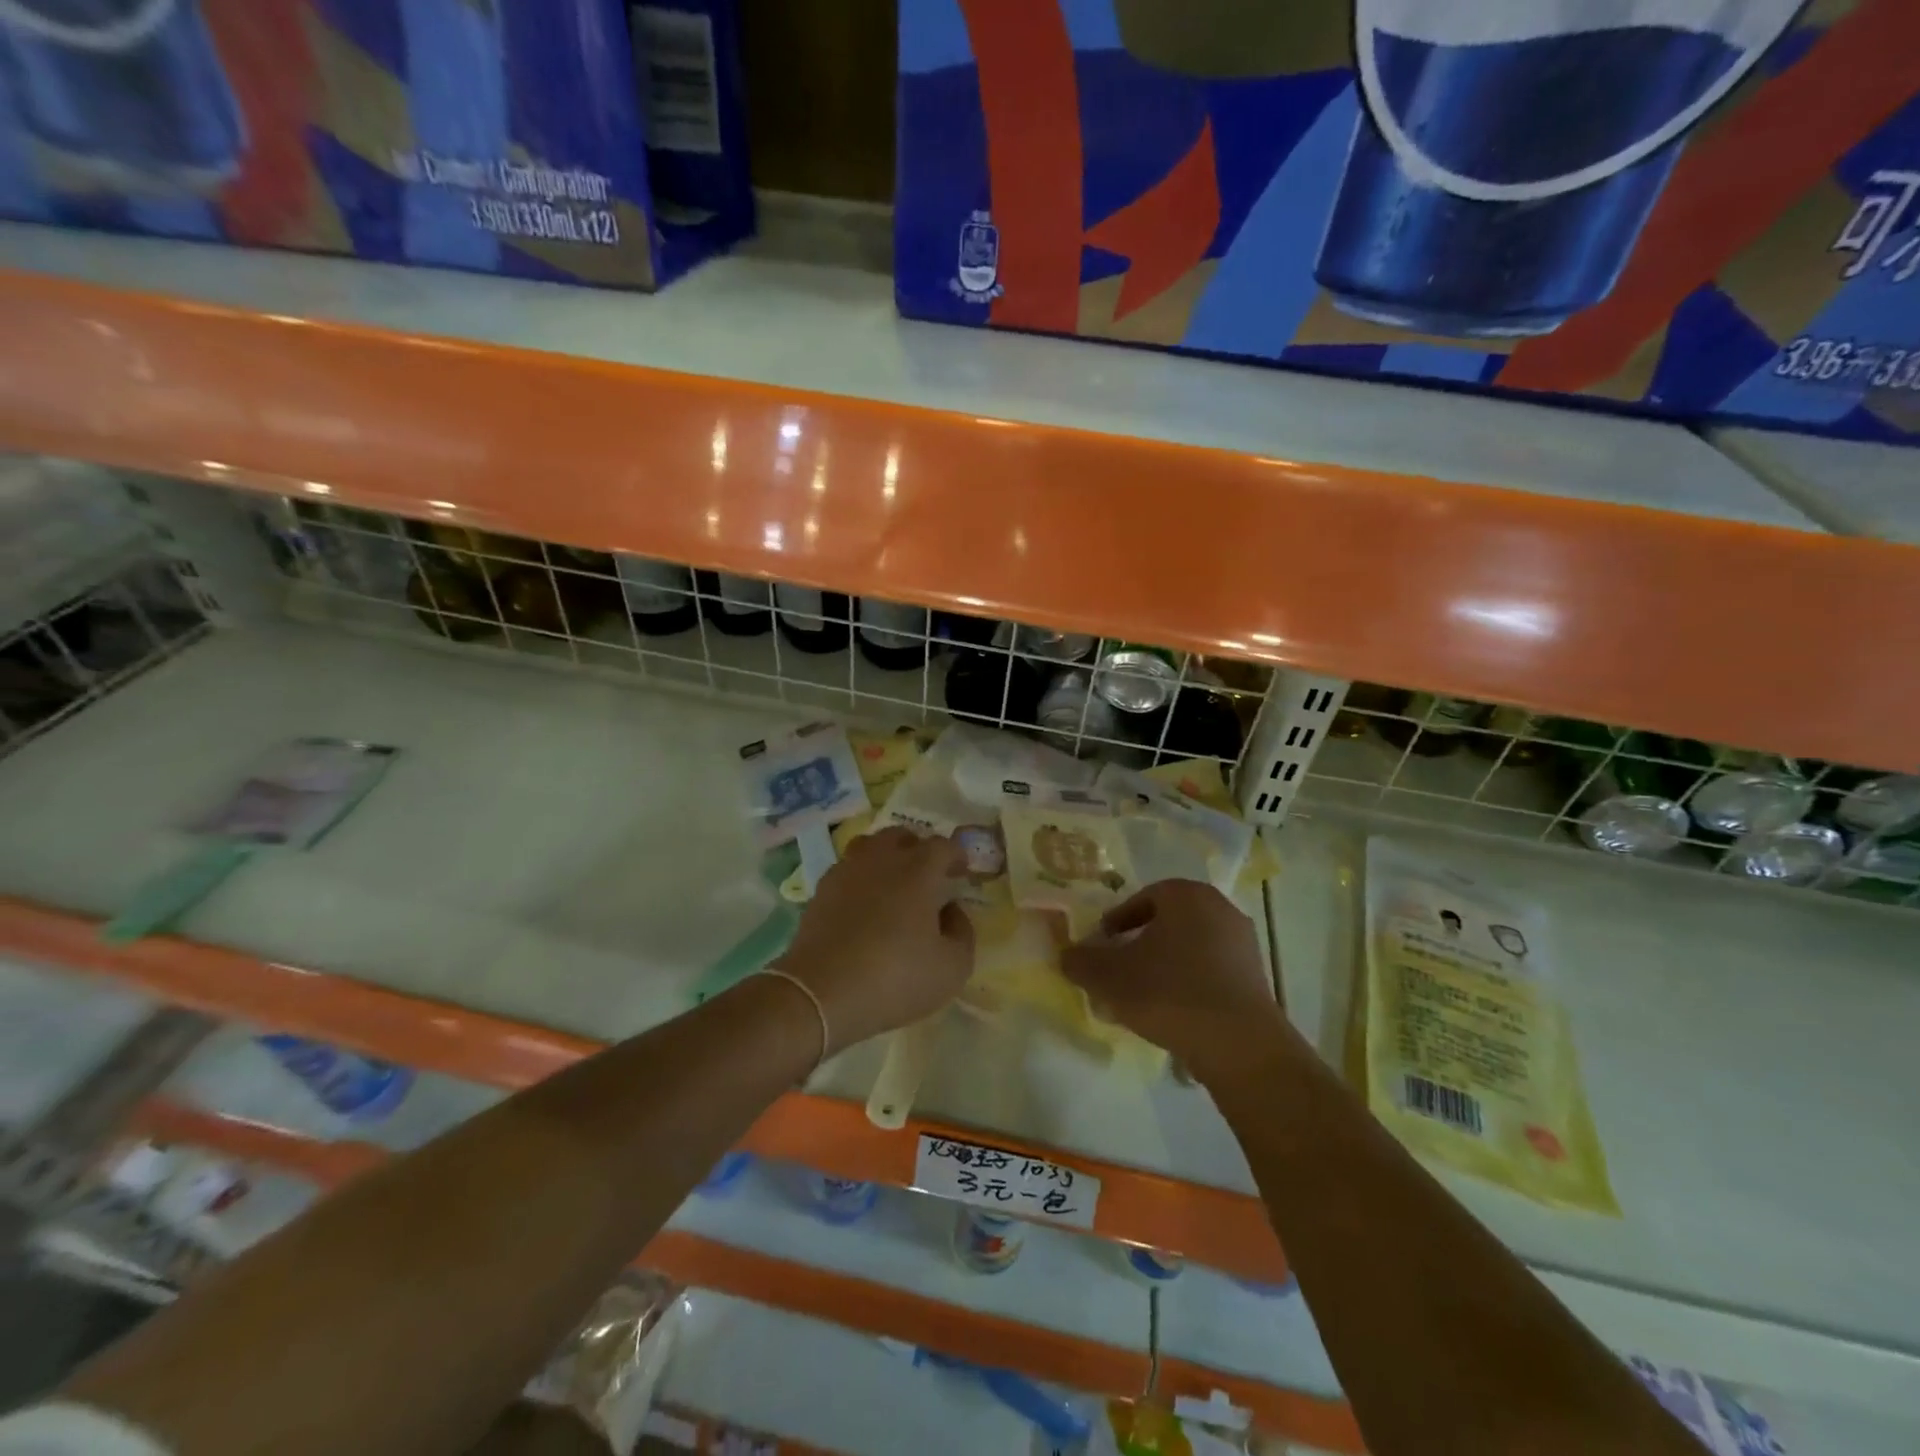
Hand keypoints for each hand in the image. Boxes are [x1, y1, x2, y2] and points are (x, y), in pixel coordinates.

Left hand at [770, 827, 973, 1052]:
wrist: (821, 992)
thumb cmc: (895, 978)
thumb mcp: (952, 967)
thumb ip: (962, 932)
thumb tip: (951, 911)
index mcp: (918, 870)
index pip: (943, 846)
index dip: (956, 855)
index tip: (962, 872)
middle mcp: (882, 859)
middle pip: (902, 837)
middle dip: (918, 849)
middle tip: (927, 876)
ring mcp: (847, 871)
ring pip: (870, 847)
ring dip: (886, 857)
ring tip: (893, 884)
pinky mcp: (821, 890)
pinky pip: (847, 870)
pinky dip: (860, 878)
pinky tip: (864, 905)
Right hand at [1059, 879, 1292, 1086]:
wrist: (1239, 1045)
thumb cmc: (1169, 993)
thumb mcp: (1109, 977)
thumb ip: (1082, 961)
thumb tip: (1067, 955)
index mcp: (1186, 895)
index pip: (1142, 898)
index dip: (1117, 921)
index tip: (1102, 946)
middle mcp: (1220, 909)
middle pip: (1168, 922)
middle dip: (1141, 944)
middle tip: (1119, 970)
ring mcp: (1243, 945)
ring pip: (1190, 948)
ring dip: (1165, 967)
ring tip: (1142, 998)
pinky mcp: (1256, 979)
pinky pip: (1212, 973)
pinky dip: (1189, 986)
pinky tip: (1173, 1015)